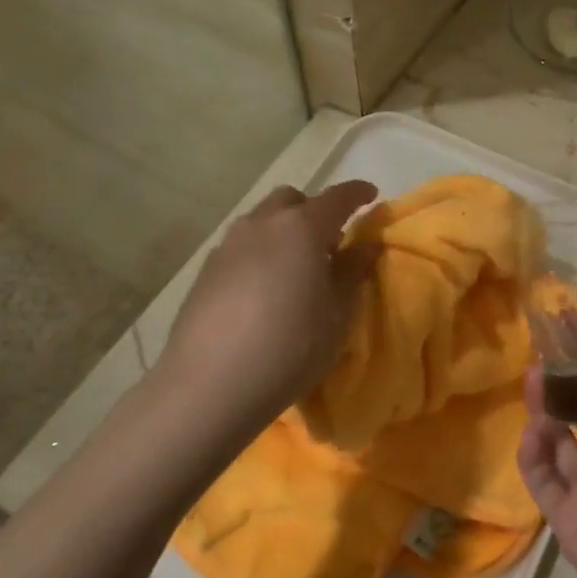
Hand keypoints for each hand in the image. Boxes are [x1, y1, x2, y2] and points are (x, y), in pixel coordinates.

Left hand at [154, 181, 378, 436]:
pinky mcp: (205, 270)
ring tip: (294, 266)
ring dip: (283, 230)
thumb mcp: (337, 315)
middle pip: (292, 200)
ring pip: (262, 220)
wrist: (209, 385)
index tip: (371, 195)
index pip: (337, 197)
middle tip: (329, 242)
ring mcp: (229, 245)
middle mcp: (262, 224)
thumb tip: (367, 245)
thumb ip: (353, 272)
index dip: (357, 192)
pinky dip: (259, 251)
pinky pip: (241, 245)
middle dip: (314, 210)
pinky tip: (262, 288)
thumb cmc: (290, 348)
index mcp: (302, 228)